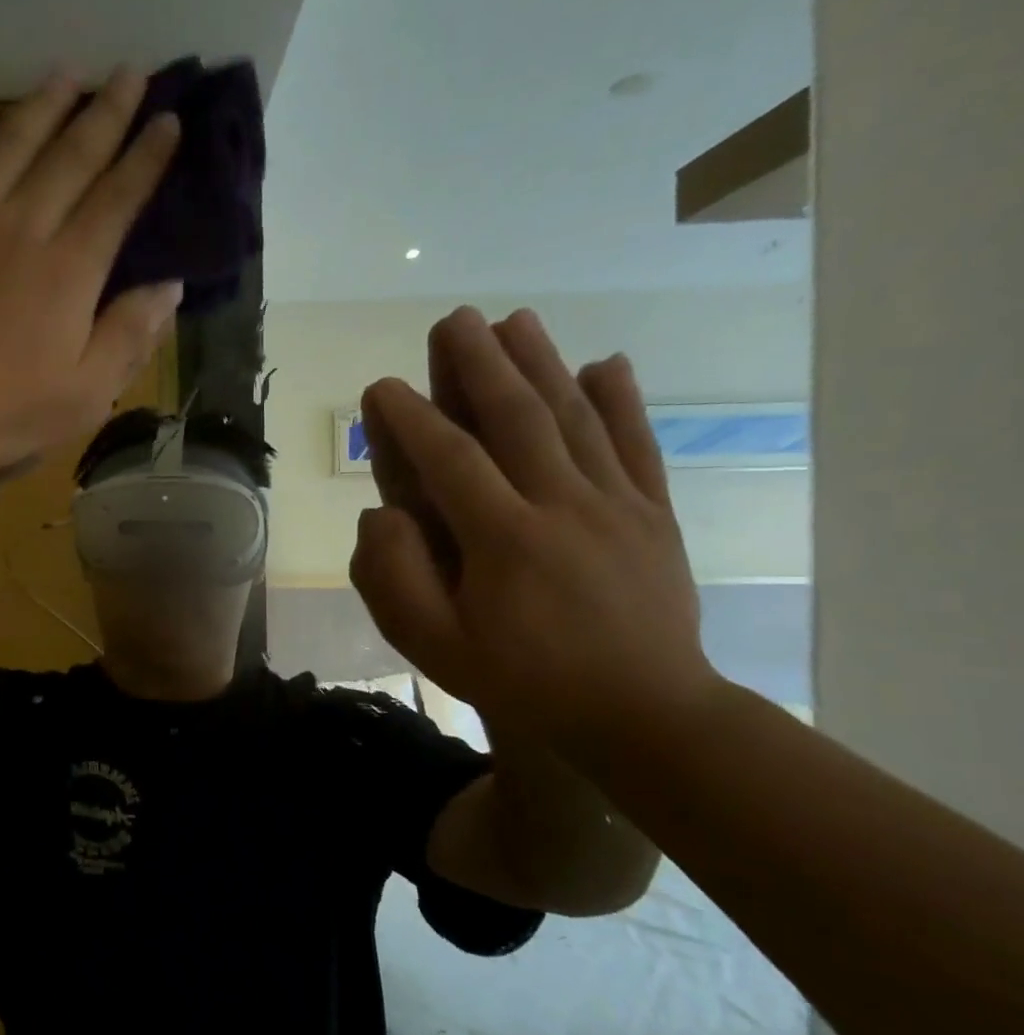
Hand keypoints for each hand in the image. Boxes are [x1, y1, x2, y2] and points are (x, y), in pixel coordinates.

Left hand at [0, 69, 183, 482]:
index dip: (147, 157)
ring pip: (10, 143)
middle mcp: (22, 226)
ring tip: (67, 73)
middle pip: (71, 156)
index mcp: (69, 270)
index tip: (169, 120)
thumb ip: (129, 337)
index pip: (118, 198)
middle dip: (106, 112)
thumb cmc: (0, 413)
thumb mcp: (84, 395)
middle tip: (128, 73)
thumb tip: (171, 287)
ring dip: (42, 104)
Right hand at [349, 307, 718, 753]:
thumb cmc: (525, 681)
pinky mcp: (653, 514)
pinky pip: (637, 446)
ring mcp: (617, 505)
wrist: (644, 714)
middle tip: (454, 320)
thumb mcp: (436, 647)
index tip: (382, 387)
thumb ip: (395, 578)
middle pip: (518, 419)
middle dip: (481, 364)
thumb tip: (381, 514)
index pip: (450, 461)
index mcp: (505, 541)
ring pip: (575, 419)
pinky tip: (606, 363)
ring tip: (516, 320)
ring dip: (542, 363)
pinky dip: (621, 401)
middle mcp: (563, 506)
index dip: (411, 419)